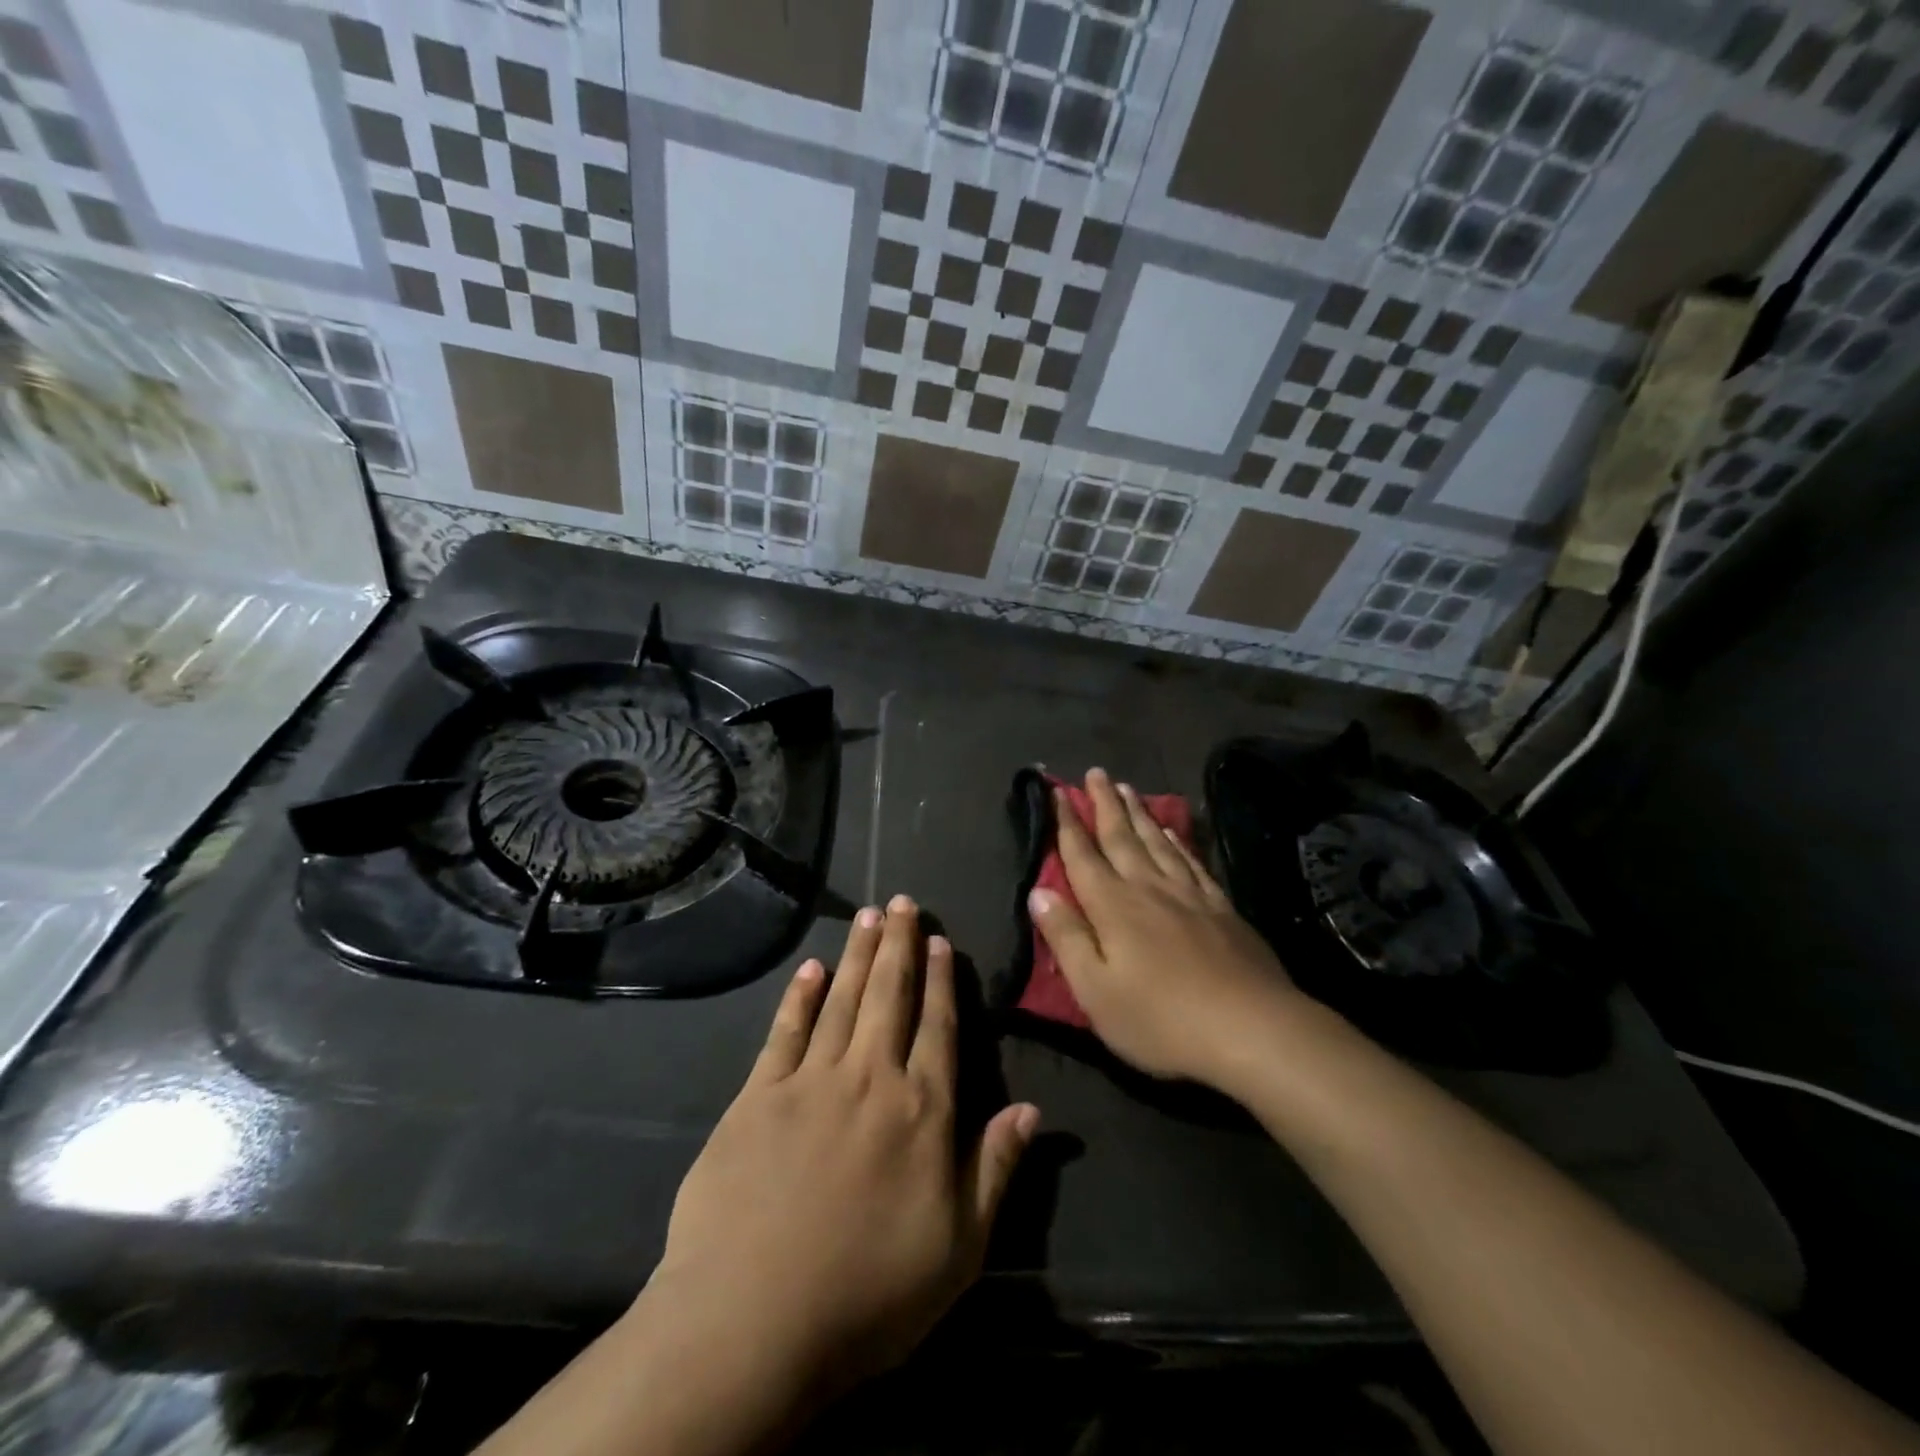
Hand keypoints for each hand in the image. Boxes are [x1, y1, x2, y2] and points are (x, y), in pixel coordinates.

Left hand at [647, 896, 1038, 1403]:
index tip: (941, 941)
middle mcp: (870, 1078)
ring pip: (842, 1000)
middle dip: (899, 945)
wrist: (751, 1323)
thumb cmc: (868, 1294)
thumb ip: (996, 1169)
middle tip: (902, 902)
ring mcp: (810, 1082)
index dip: (942, 981)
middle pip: (889, 996)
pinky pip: (784, 1032)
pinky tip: (810, 968)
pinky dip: (799, 997)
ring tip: (867, 915)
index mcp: (922, 1111)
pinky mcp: (757, 1097)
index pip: (938, 1027)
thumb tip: (1033, 1109)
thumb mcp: (958, 1249)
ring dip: (857, 954)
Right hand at [1029, 768, 1299, 1085]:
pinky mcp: (1221, 907)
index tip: (1057, 792)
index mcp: (1112, 906)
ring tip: (1127, 788)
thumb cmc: (1161, 1019)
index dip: (1066, 823)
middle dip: (1104, 804)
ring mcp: (1189, 894)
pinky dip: (1177, 840)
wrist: (1252, 1029)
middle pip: (1121, 837)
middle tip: (1095, 773)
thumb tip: (1038, 892)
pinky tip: (1172, 831)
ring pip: (1156, 841)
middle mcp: (1148, 888)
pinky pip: (1191, 861)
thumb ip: (1066, 937)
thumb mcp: (1096, 990)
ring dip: (1138, 813)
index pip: (1082, 855)